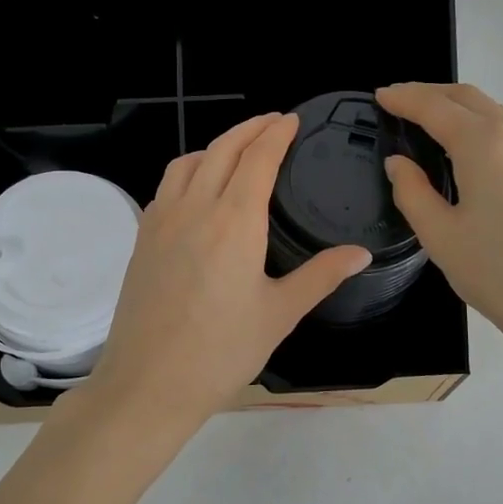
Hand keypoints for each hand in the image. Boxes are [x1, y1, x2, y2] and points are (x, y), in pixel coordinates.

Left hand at [79, 114, 371, 442]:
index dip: (276, 133)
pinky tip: (197, 187)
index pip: (257, 158)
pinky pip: (166, 186)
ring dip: (216, 145)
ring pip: (188, 162)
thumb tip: (360, 253)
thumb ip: (320, 276)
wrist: (148, 383)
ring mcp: (161, 220)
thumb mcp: (280, 314)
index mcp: (234, 221)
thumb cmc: (221, 352)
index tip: (291, 120)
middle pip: (222, 149)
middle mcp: (194, 208)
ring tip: (237, 148)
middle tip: (272, 122)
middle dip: (249, 128)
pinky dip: (188, 169)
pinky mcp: (142, 238)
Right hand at [376, 83, 502, 363]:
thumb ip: (412, 192)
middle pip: (469, 99)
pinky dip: (487, 129)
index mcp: (486, 145)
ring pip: (497, 114)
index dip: (404, 98)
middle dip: (431, 94)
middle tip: (400, 102)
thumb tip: (399, 163)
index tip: (381, 96)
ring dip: (461, 110)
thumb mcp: (441, 237)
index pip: (435, 107)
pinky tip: (475, 151)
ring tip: (432, 124)